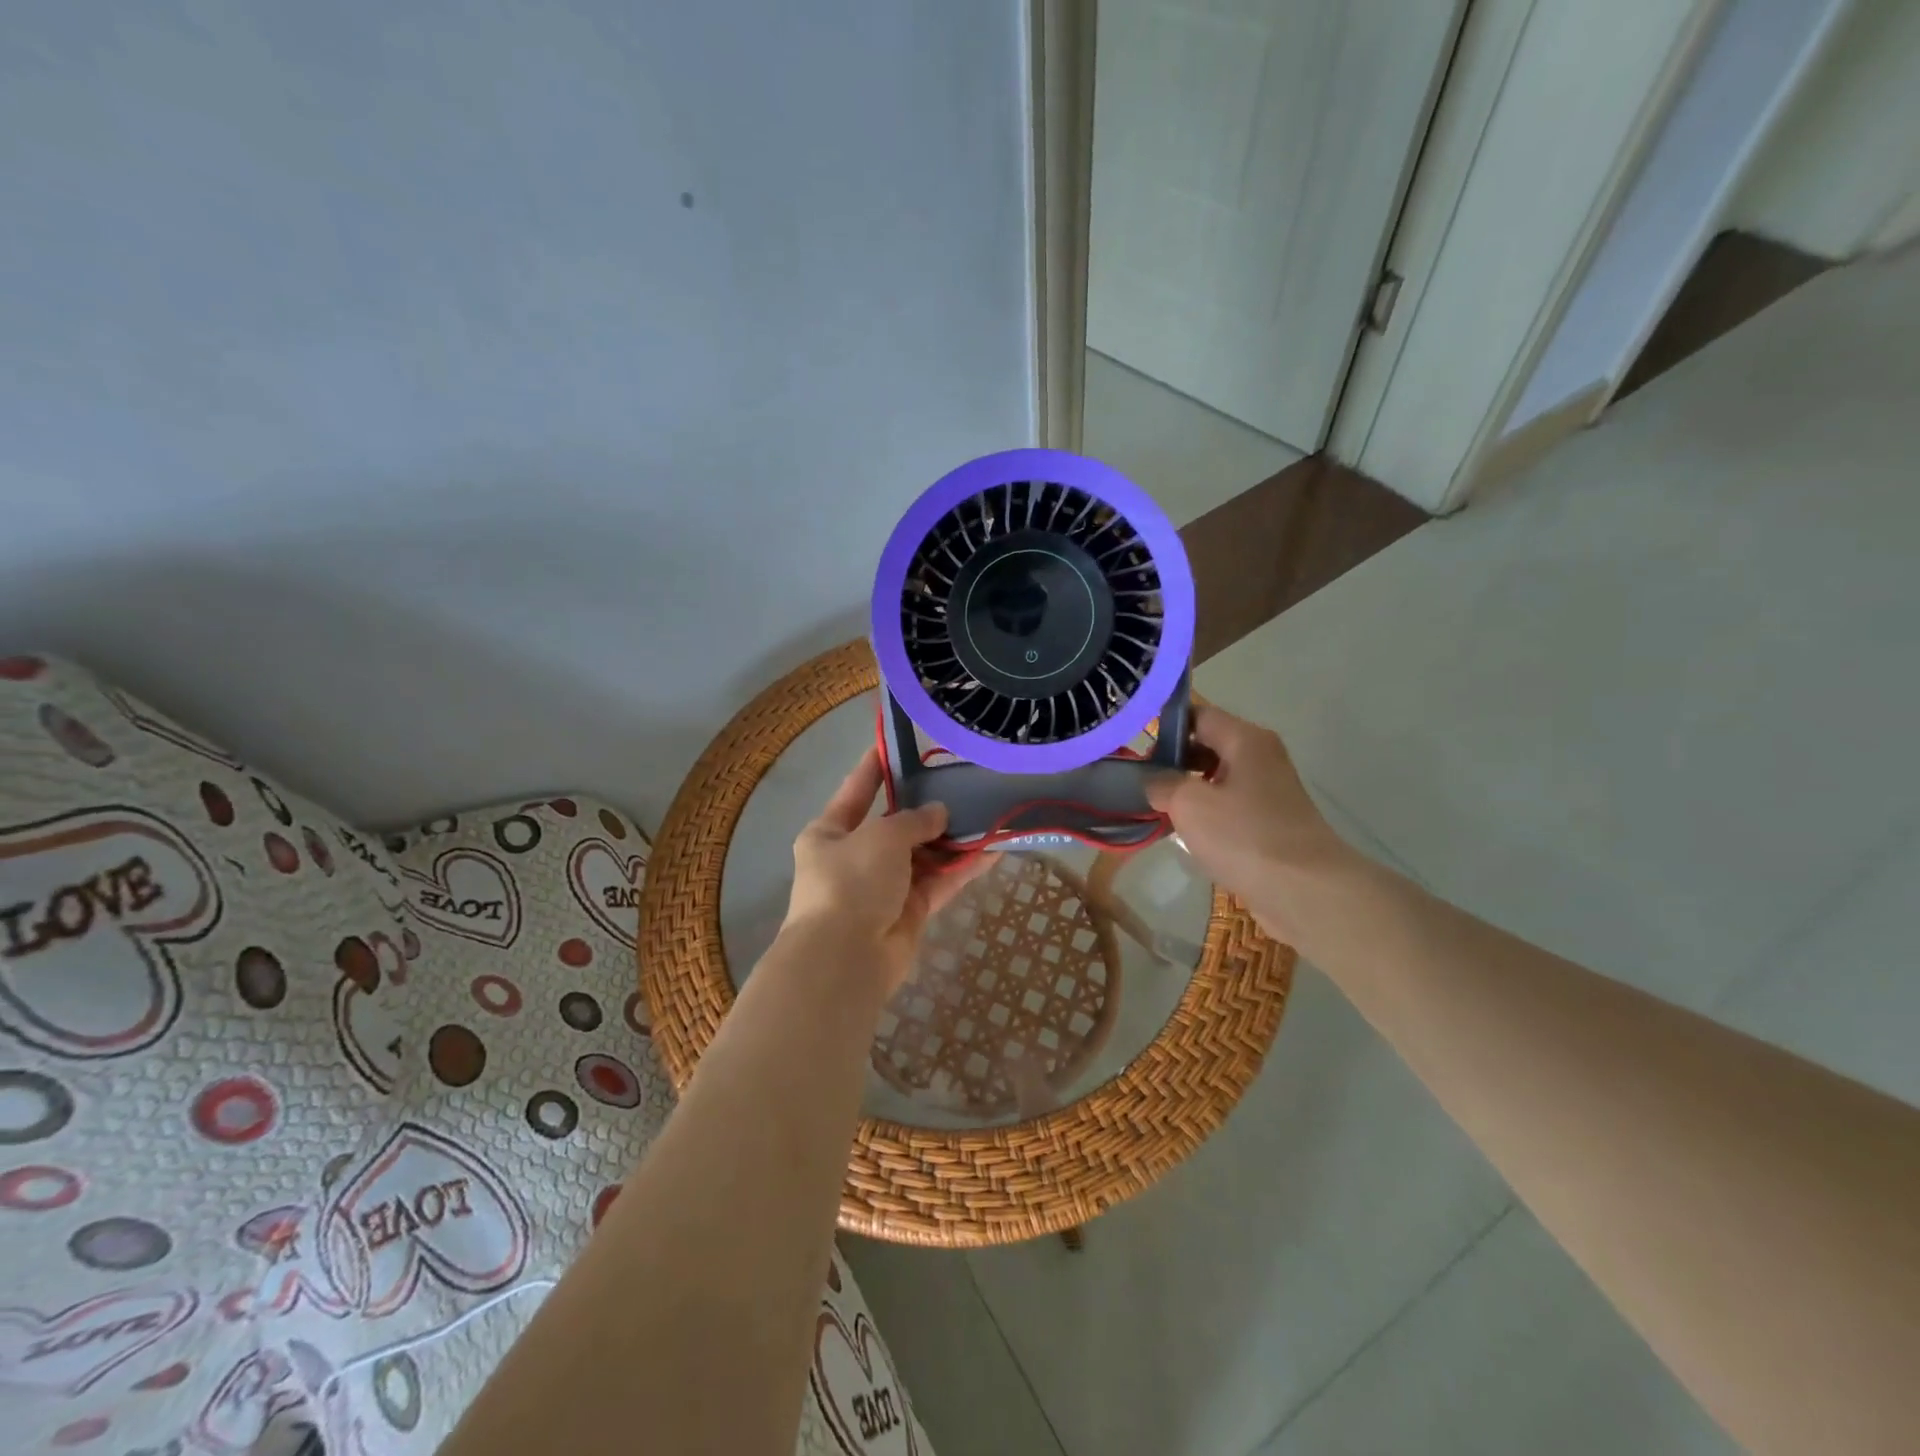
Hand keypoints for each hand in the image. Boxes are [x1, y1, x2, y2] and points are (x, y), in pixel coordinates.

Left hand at [783, 748, 984, 991]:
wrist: (846, 957)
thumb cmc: (851, 882)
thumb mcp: (880, 836)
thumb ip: (913, 819)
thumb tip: (939, 813)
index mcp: (830, 832)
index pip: (856, 790)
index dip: (876, 767)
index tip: (895, 745)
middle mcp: (855, 857)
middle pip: (896, 825)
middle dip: (928, 808)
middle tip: (962, 782)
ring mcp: (884, 886)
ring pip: (924, 855)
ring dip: (952, 839)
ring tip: (988, 812)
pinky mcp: (910, 911)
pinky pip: (940, 881)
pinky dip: (963, 867)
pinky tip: (994, 850)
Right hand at [1147, 705, 1349, 939]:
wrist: (1305, 891)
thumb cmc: (1244, 836)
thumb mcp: (1189, 803)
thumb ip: (1162, 783)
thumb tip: (1152, 780)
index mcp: (1246, 739)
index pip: (1198, 715)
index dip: (1163, 727)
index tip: (1134, 750)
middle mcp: (1261, 757)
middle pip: (1207, 745)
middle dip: (1172, 762)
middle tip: (1140, 783)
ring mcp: (1268, 790)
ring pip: (1216, 778)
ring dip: (1187, 791)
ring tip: (1156, 809)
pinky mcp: (1269, 821)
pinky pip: (1229, 806)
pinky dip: (1206, 814)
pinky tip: (1185, 834)